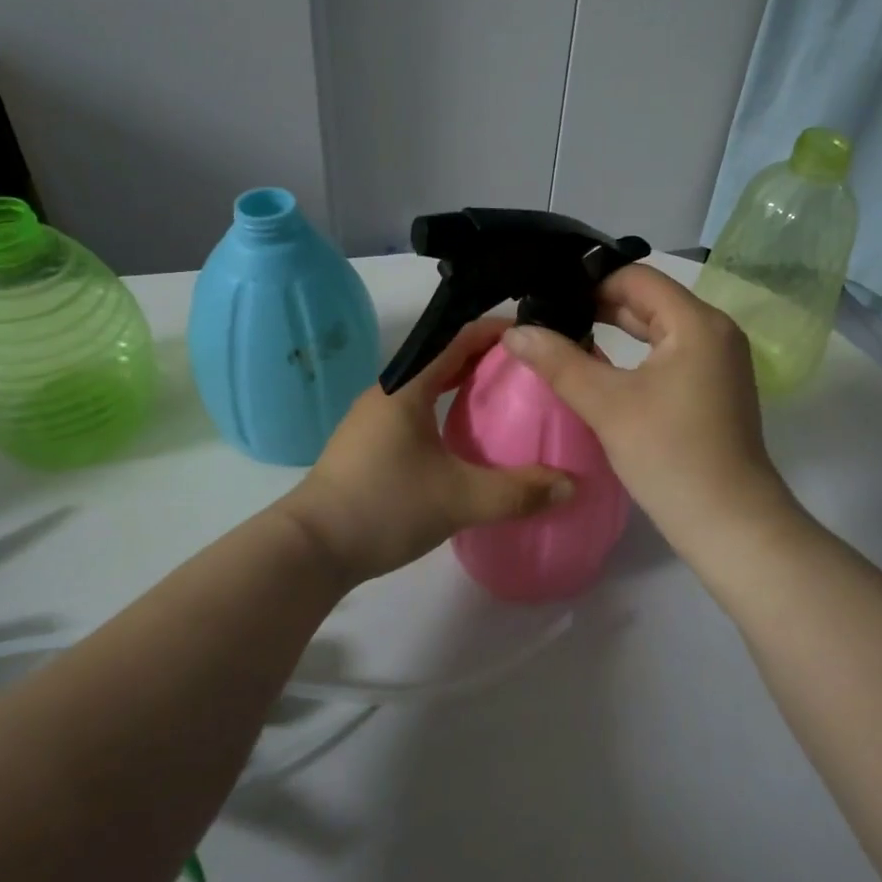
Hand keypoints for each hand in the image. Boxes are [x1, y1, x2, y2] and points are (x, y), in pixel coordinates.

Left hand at [283, 317, 573, 583]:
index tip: (535, 336)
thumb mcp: (459, 499)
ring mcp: (374, 419)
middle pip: (444, 359)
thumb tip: (571, 485)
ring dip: (465, 386)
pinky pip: (418, 411)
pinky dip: (447, 410)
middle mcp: (389, 392)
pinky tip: (468, 438)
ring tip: (507, 400)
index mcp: (407, 387)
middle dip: (487, 359)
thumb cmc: (384, 506)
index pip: (457, 337)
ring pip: (429, 387)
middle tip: (531, 371)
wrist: (310, 549)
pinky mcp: (369, 444)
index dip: (497, 331)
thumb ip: (518, 492)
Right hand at [501, 265, 793, 554]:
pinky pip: (670, 353)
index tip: (547, 297)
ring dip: (616, 330)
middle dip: (598, 306)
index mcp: (697, 322)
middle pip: (648, 300)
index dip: (589, 282)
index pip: (636, 277)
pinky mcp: (715, 386)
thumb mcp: (607, 405)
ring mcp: (719, 360)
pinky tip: (601, 368)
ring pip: (658, 329)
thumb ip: (558, 361)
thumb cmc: (670, 456)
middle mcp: (715, 330)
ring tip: (565, 338)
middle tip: (548, 318)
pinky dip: (636, 354)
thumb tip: (514, 331)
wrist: (730, 524)